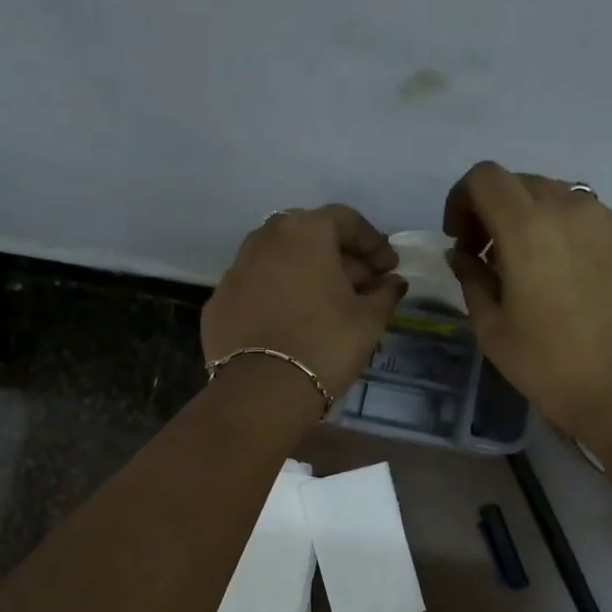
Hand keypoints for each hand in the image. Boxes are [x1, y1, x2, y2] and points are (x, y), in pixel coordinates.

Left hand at [202, 205, 405, 403]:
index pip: (346, 220)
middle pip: (309, 236)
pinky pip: (256, 289)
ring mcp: (235, 269)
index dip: (372, 243)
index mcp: (305, 231)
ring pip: (278, 261)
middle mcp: (265, 238)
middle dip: (338, 257)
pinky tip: (291, 323)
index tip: (389, 268)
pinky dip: (277, 297)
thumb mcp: (369, 319)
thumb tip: (393, 283)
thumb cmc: (326, 343)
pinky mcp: (218, 302)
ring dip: (305, 275)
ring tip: (326, 305)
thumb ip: (384, 293)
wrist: (262, 390)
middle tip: (360, 286)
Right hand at [443, 162, 611, 442]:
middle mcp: (570, 209)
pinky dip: (567, 234)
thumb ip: (471, 279)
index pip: (485, 177)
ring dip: (533, 220)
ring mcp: (609, 221)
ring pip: (559, 197)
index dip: (462, 199)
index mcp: (527, 228)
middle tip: (489, 256)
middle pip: (521, 182)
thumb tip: (463, 254)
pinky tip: (570, 279)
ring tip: (532, 268)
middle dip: (495, 210)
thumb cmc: (550, 365)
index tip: (461, 238)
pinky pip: (590, 220)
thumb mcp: (493, 328)